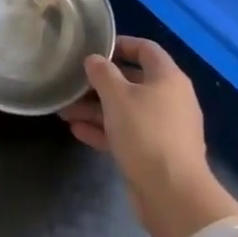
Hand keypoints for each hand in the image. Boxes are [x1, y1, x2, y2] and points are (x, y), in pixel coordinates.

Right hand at [60, 36, 237, 236]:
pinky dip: (105, 130)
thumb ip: (103, 74)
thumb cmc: (146, 133)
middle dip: (100, 84)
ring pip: (126, 110)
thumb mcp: (118, 98)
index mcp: (168, 78)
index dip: (120, 44)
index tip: (94, 48)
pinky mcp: (155, 152)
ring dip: (96, 109)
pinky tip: (78, 131)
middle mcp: (170, 98)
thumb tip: (94, 59)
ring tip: (65, 112)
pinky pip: (127, 133)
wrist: (172, 192)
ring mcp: (164, 127)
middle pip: (132, 82)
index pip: (145, 49)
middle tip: (72, 85)